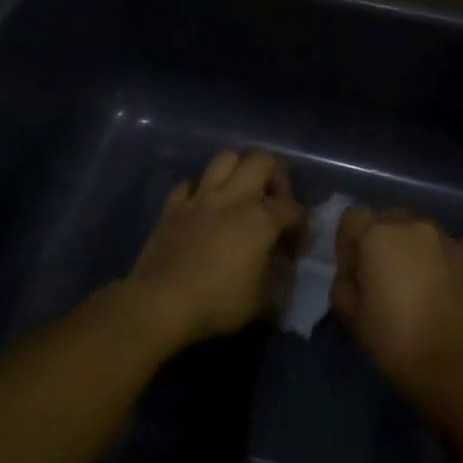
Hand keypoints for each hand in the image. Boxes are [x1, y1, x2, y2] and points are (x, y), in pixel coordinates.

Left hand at [127, 150, 303, 345]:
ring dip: (238, 171)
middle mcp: (234, 198)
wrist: (161, 303)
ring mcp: (201, 198)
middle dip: (275, 176)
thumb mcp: (262, 300)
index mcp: (261, 219)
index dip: (300, 227)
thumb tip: (280, 269)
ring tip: (240, 194)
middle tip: (273, 202)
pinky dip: (199, 191)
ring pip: (225, 159)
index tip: (292, 251)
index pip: (293, 208)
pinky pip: (189, 184)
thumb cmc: (218, 303)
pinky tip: (202, 208)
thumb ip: (277, 278)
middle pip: (262, 160)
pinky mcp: (173, 207)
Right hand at [331, 207, 462, 399]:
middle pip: (389, 219)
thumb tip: (354, 274)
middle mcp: (412, 226)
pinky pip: (446, 247)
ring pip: (420, 231)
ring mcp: (446, 238)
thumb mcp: (350, 315)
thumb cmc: (392, 339)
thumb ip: (343, 283)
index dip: (348, 242)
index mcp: (377, 236)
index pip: (353, 218)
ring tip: (416, 281)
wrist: (452, 363)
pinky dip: (439, 259)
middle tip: (383, 275)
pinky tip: (441, 287)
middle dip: (382, 240)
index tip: (354, 270)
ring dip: (412, 247)